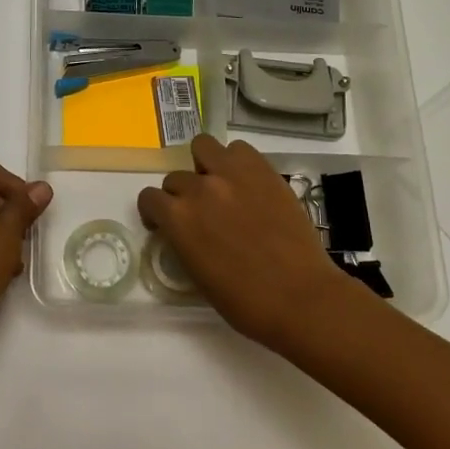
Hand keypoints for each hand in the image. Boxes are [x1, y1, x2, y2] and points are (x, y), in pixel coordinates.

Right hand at [137, 135, 347, 346]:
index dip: (155, 212)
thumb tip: (184, 231)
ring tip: (220, 184)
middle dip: (182, 195)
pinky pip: (239, 149)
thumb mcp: (197, 275)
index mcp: (178, 218)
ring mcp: (232, 174)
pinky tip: (246, 182)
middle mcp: (199, 188)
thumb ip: (183, 241)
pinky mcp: (262, 170)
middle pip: (175, 177)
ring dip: (205, 165)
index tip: (165, 224)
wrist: (300, 297)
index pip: (149, 198)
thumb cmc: (245, 302)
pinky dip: (236, 161)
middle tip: (200, 212)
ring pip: (203, 146)